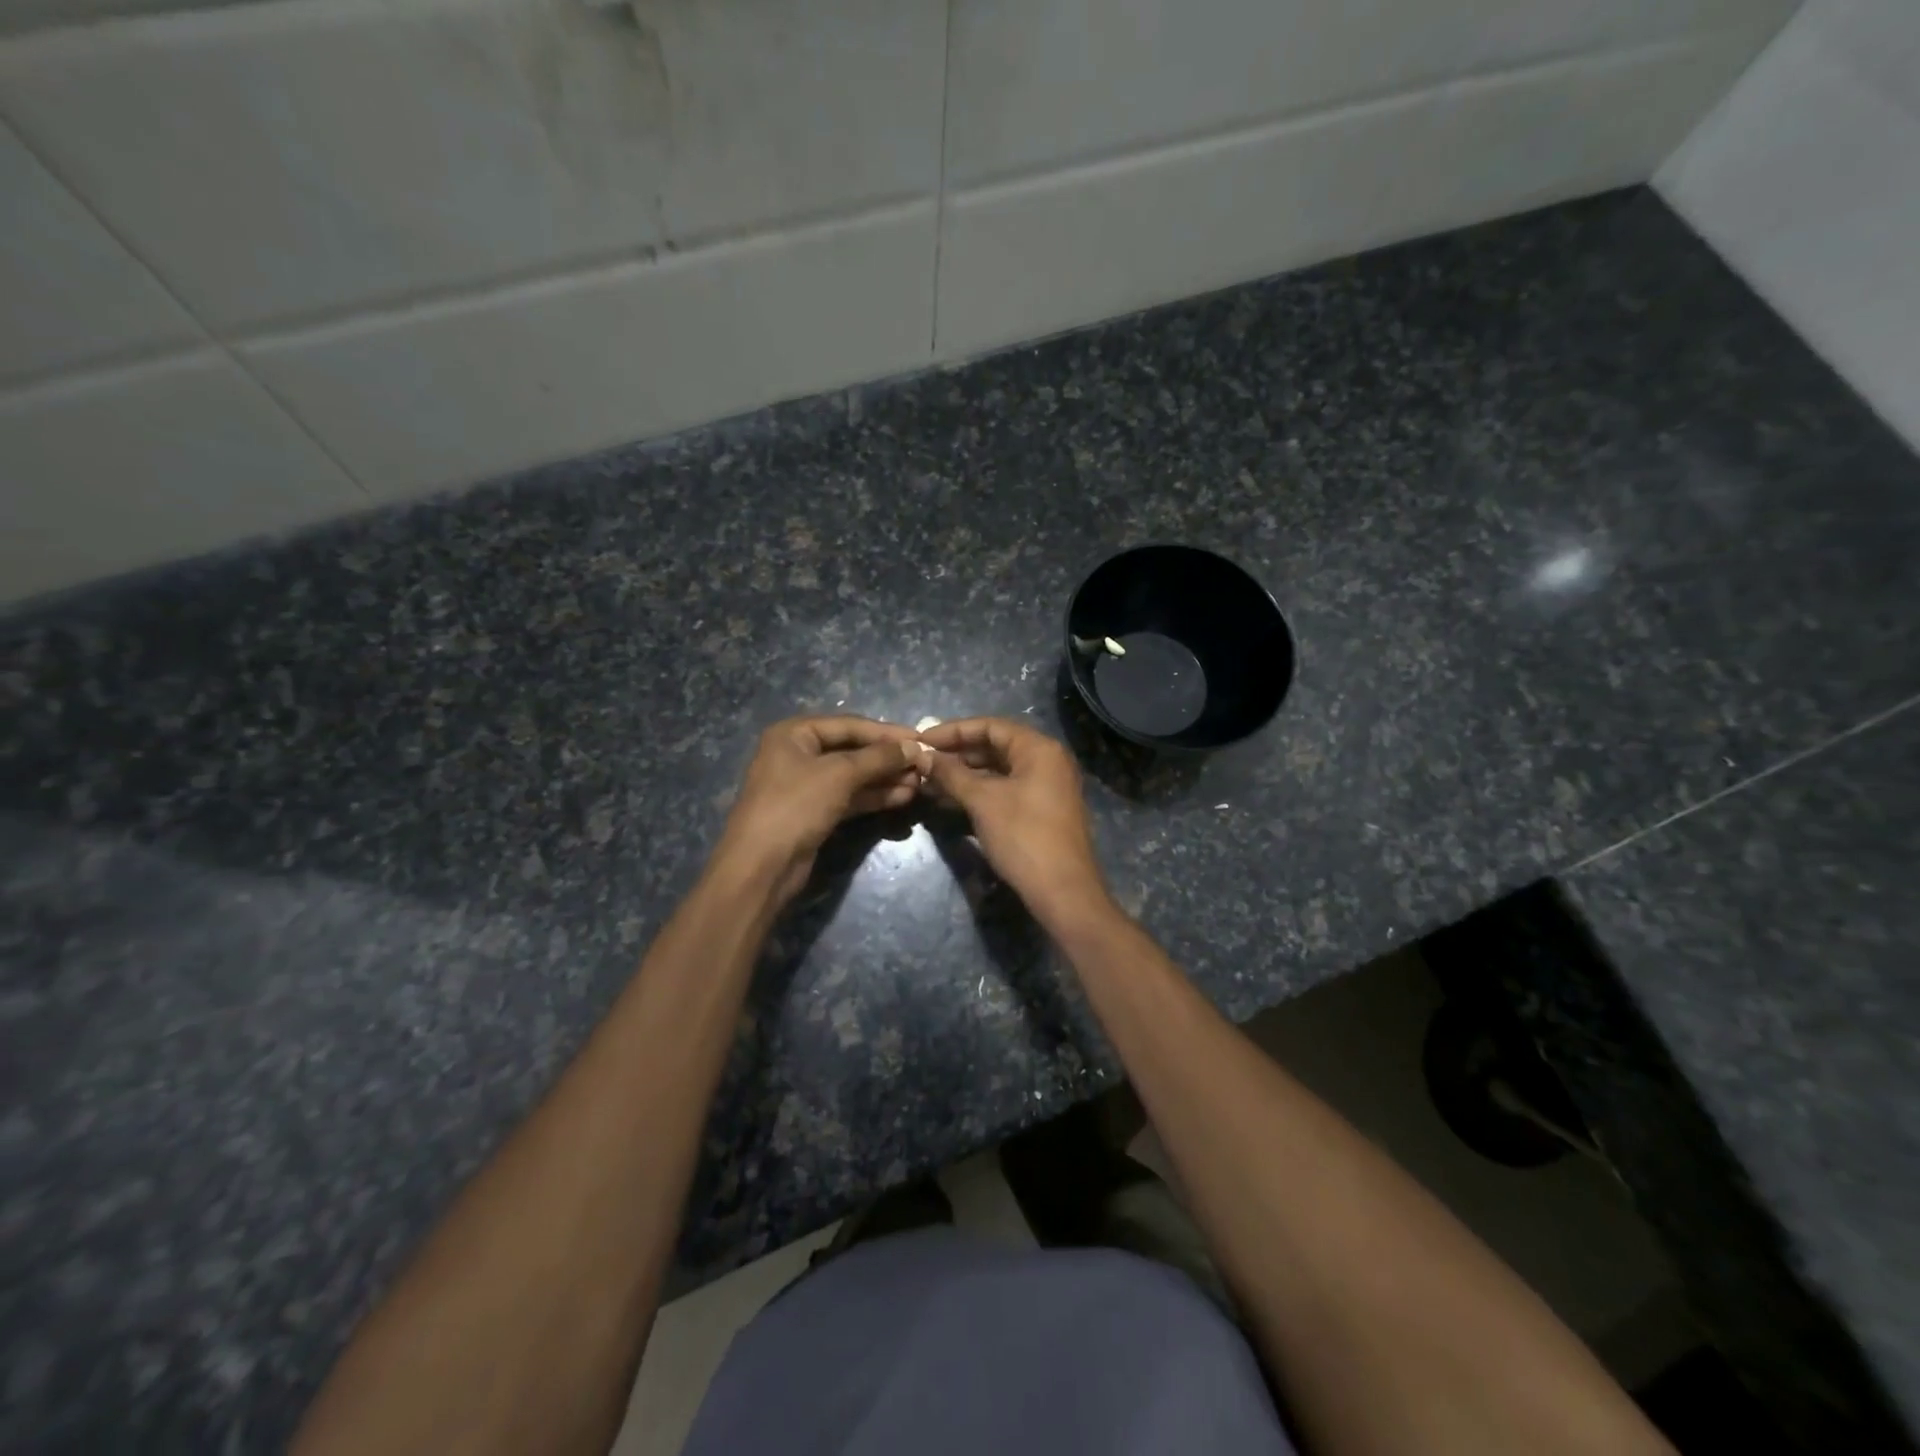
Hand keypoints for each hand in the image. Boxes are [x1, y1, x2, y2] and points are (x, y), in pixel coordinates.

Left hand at [717, 716, 926, 905]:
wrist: (762, 866)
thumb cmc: (795, 806)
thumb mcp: (839, 774)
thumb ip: (878, 758)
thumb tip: (914, 747)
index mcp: (794, 733)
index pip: (850, 725)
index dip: (886, 732)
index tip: (921, 739)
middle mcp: (798, 754)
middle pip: (852, 749)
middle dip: (888, 758)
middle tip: (924, 764)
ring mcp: (806, 785)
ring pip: (853, 776)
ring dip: (885, 778)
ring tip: (920, 783)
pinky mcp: (814, 812)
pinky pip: (850, 797)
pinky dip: (874, 796)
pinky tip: (902, 797)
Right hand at [918, 717, 1109, 922]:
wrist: (1063, 892)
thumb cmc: (1024, 837)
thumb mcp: (983, 801)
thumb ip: (951, 774)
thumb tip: (923, 756)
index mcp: (1039, 748)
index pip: (990, 726)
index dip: (953, 731)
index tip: (921, 740)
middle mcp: (1046, 761)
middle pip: (994, 746)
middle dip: (956, 754)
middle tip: (922, 762)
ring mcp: (1045, 787)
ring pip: (997, 771)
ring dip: (963, 775)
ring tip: (928, 783)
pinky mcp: (1040, 811)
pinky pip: (1004, 791)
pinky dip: (978, 793)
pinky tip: (948, 801)